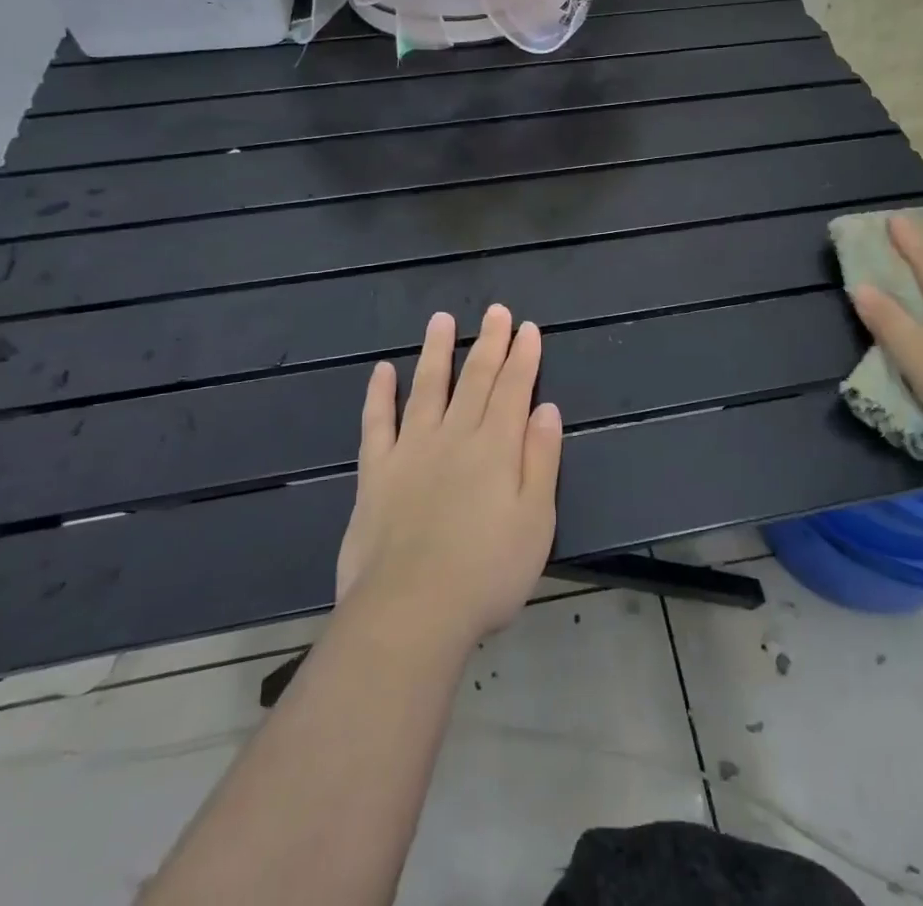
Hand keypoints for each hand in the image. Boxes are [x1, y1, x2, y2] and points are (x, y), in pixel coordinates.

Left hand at [335, 306, 563, 646]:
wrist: (410, 611)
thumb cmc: (487, 573)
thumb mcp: (536, 521)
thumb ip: (541, 460)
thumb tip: (546, 409)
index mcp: (496, 447)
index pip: (513, 389)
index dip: (522, 356)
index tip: (527, 328)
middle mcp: (454, 436)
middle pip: (474, 379)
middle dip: (488, 343)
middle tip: (496, 311)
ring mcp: (411, 450)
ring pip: (426, 388)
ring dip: (436, 352)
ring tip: (441, 320)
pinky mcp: (377, 472)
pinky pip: (377, 423)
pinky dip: (380, 394)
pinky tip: (382, 371)